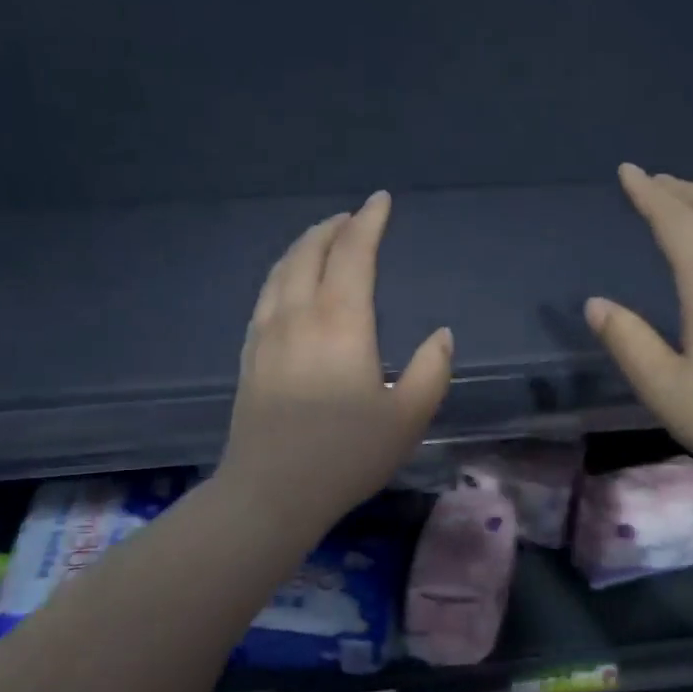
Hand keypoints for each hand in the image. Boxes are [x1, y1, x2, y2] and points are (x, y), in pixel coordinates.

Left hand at [219, 191, 451, 530]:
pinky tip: (289, 285)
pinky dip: (282, 274)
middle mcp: (299, 315)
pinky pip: (266, 295)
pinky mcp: (250, 355)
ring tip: (322, 239)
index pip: (354, 253)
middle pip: (311, 252)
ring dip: (304, 245)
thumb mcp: (408, 418)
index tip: (381, 200)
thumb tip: (442, 336)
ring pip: (282, 270)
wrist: (271, 491)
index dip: (369, 221)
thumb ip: (431, 371)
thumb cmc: (346, 455)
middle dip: (334, 228)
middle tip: (353, 218)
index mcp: (341, 322)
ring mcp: (267, 333)